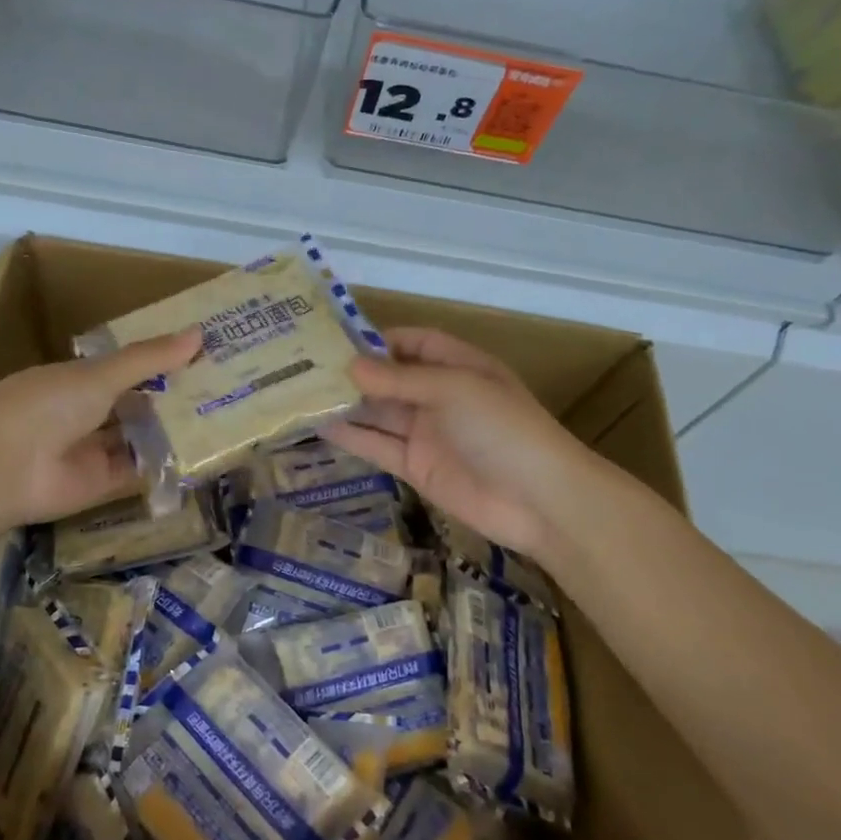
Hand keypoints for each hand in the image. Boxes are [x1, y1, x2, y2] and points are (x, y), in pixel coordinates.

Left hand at [0, 328, 201, 529]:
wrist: (3, 466)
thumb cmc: (47, 404)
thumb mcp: (101, 374)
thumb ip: (148, 359)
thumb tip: (198, 334)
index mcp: (78, 380)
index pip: (126, 368)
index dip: (161, 363)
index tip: (202, 355)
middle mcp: (86, 413)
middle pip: (136, 404)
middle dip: (172, 398)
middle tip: (223, 389)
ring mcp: (93, 450)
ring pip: (139, 438)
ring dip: (171, 431)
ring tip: (221, 420)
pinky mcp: (101, 484)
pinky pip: (138, 472)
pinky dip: (163, 465)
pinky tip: (200, 455)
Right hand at [323, 327, 594, 563]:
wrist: (538, 500)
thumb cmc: (502, 429)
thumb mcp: (453, 390)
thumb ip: (399, 381)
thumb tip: (349, 367)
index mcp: (459, 366)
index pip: (415, 343)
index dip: (380, 339)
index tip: (337, 339)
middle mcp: (440, 396)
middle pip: (391, 379)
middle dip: (354, 373)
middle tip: (304, 367)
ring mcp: (427, 434)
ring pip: (380, 413)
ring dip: (347, 405)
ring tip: (302, 394)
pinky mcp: (416, 468)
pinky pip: (379, 447)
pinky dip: (352, 437)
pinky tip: (320, 427)